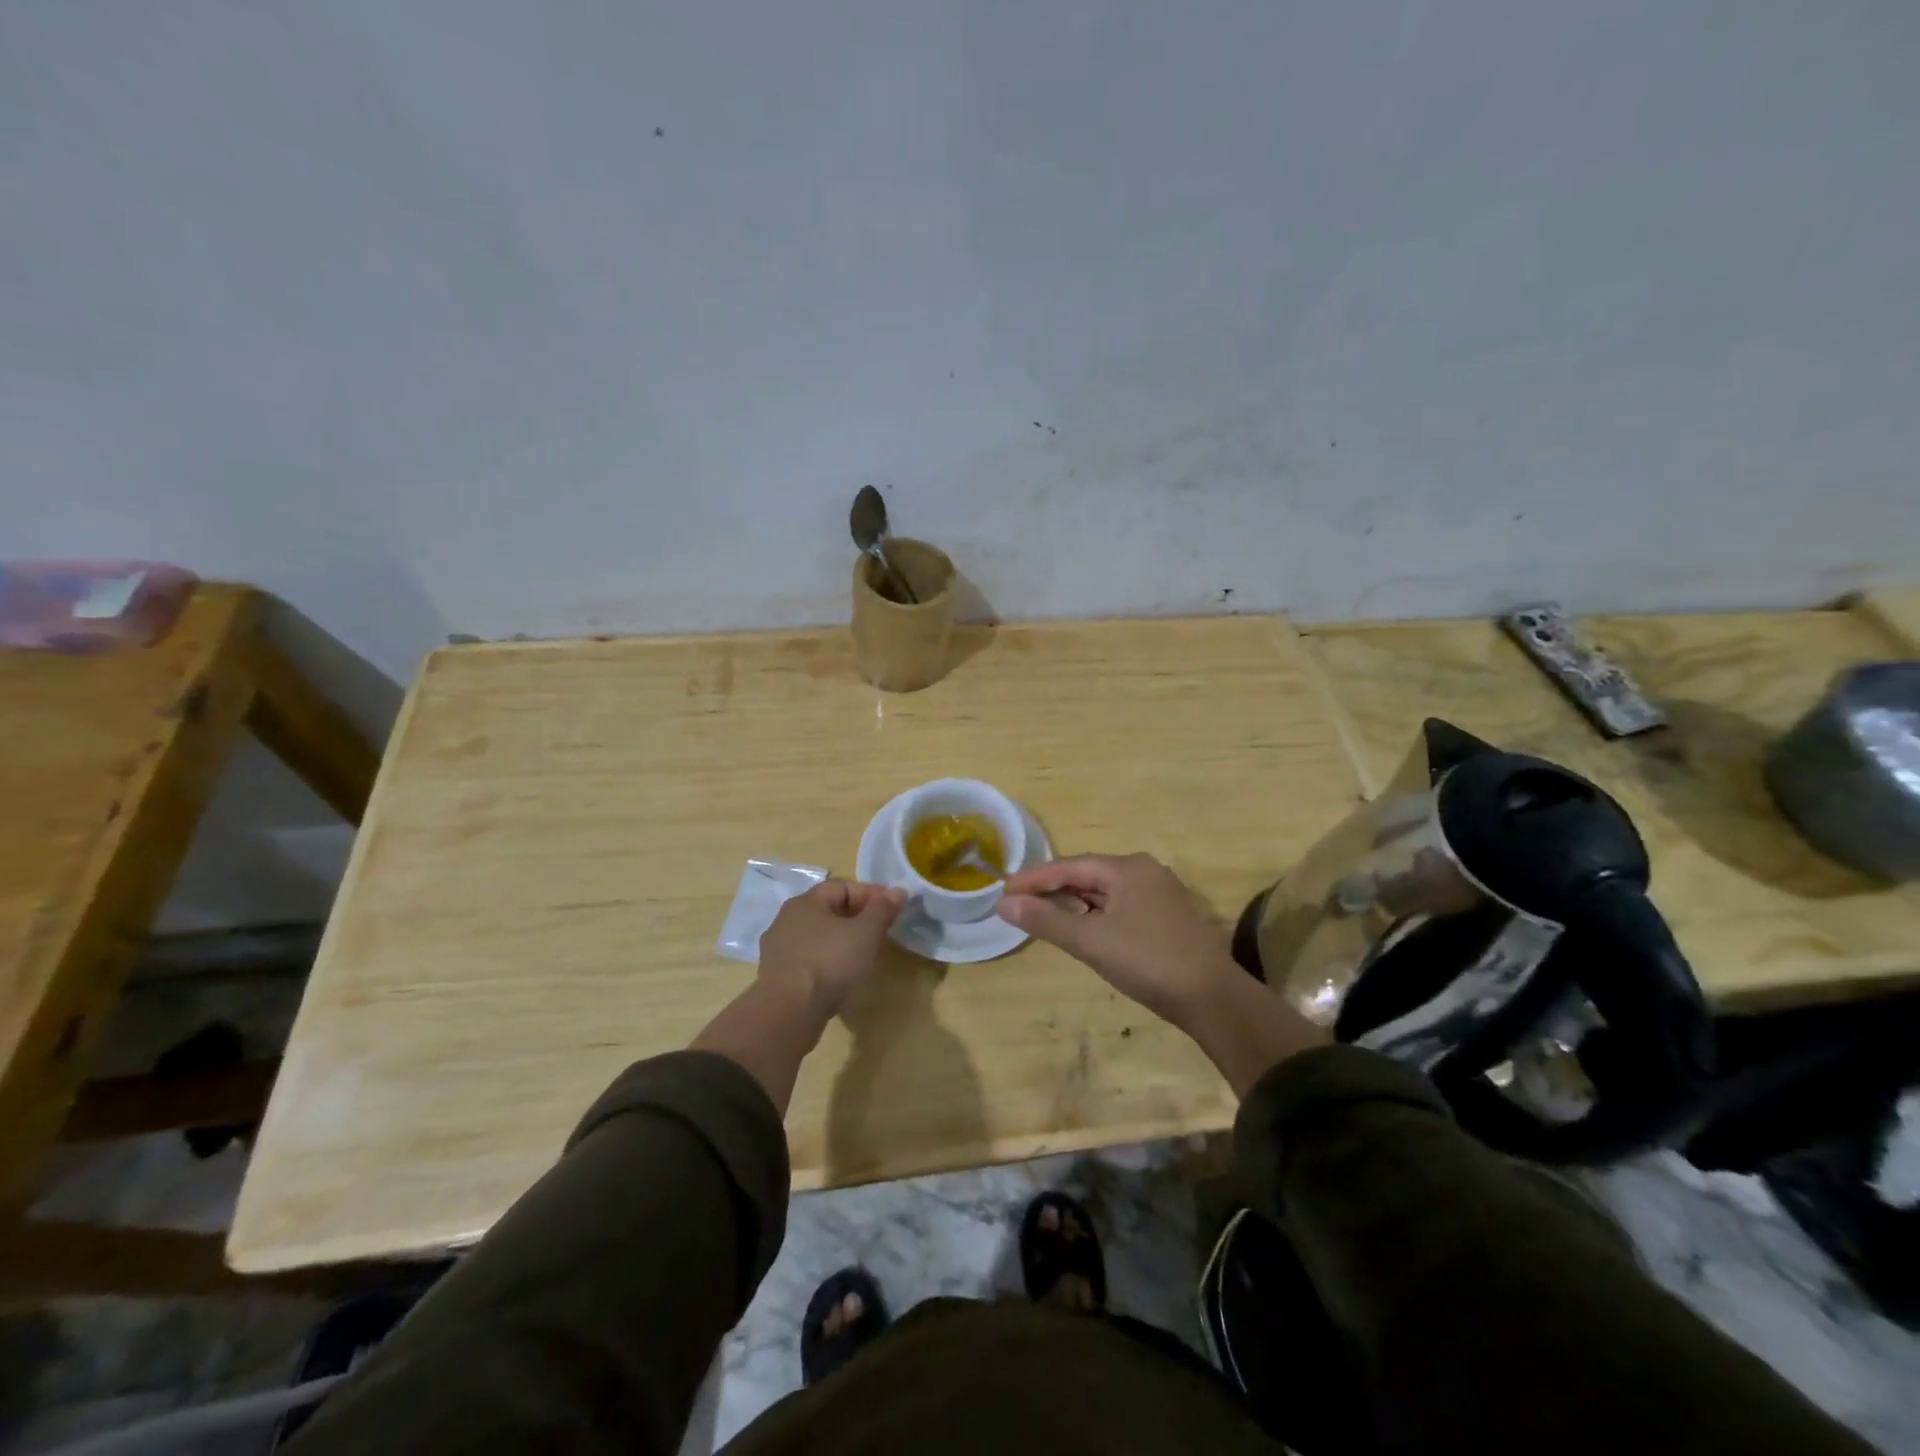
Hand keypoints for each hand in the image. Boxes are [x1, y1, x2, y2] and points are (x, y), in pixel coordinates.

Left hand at [757, 879, 905, 1019]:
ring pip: (817, 935)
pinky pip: (808, 958)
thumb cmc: (829, 962)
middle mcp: (786, 919)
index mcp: (805, 902)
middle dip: (857, 916)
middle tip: (880, 930)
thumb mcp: (866, 933)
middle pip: (828, 909)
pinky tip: (840, 975)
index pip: (842, 886)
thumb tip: (898, 891)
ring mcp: (778, 949)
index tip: (892, 908)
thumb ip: (882, 910)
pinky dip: (827, 960)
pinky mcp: (776, 976)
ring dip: (841, 940)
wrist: (788, 1012)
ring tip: (862, 955)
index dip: (871, 893)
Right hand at [997, 853, 1241, 1026]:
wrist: (1213, 998)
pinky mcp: (1167, 918)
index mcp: (1127, 868)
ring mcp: (1160, 895)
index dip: (1034, 879)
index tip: (1003, 891)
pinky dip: (1095, 915)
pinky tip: (1083, 931)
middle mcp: (1144, 872)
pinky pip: (1120, 907)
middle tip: (1019, 905)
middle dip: (1053, 890)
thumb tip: (1004, 904)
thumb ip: (1046, 920)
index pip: (1069, 866)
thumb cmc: (1148, 961)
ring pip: (1105, 893)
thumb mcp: (1090, 940)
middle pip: (1087, 875)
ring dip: (1074, 904)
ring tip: (1044, 917)